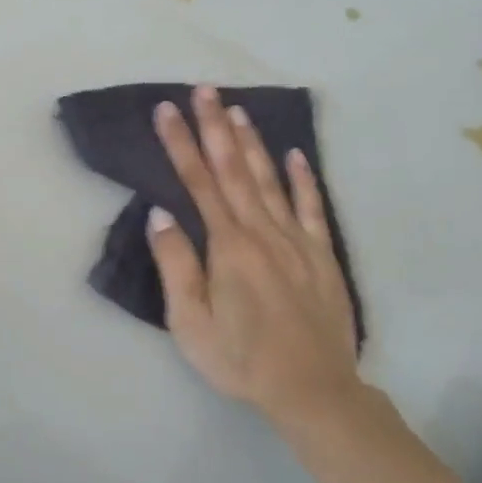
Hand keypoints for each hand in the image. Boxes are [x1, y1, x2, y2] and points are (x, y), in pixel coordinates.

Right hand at [147, 85, 360, 428]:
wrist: (315, 392)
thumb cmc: (241, 360)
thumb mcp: (190, 323)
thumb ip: (176, 265)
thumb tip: (160, 213)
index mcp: (228, 247)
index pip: (199, 182)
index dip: (180, 143)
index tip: (166, 110)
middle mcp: (263, 233)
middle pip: (234, 170)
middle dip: (215, 127)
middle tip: (203, 90)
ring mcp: (297, 242)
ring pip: (269, 180)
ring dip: (251, 142)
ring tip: (238, 109)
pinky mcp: (321, 257)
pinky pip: (312, 208)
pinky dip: (303, 179)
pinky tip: (295, 155)